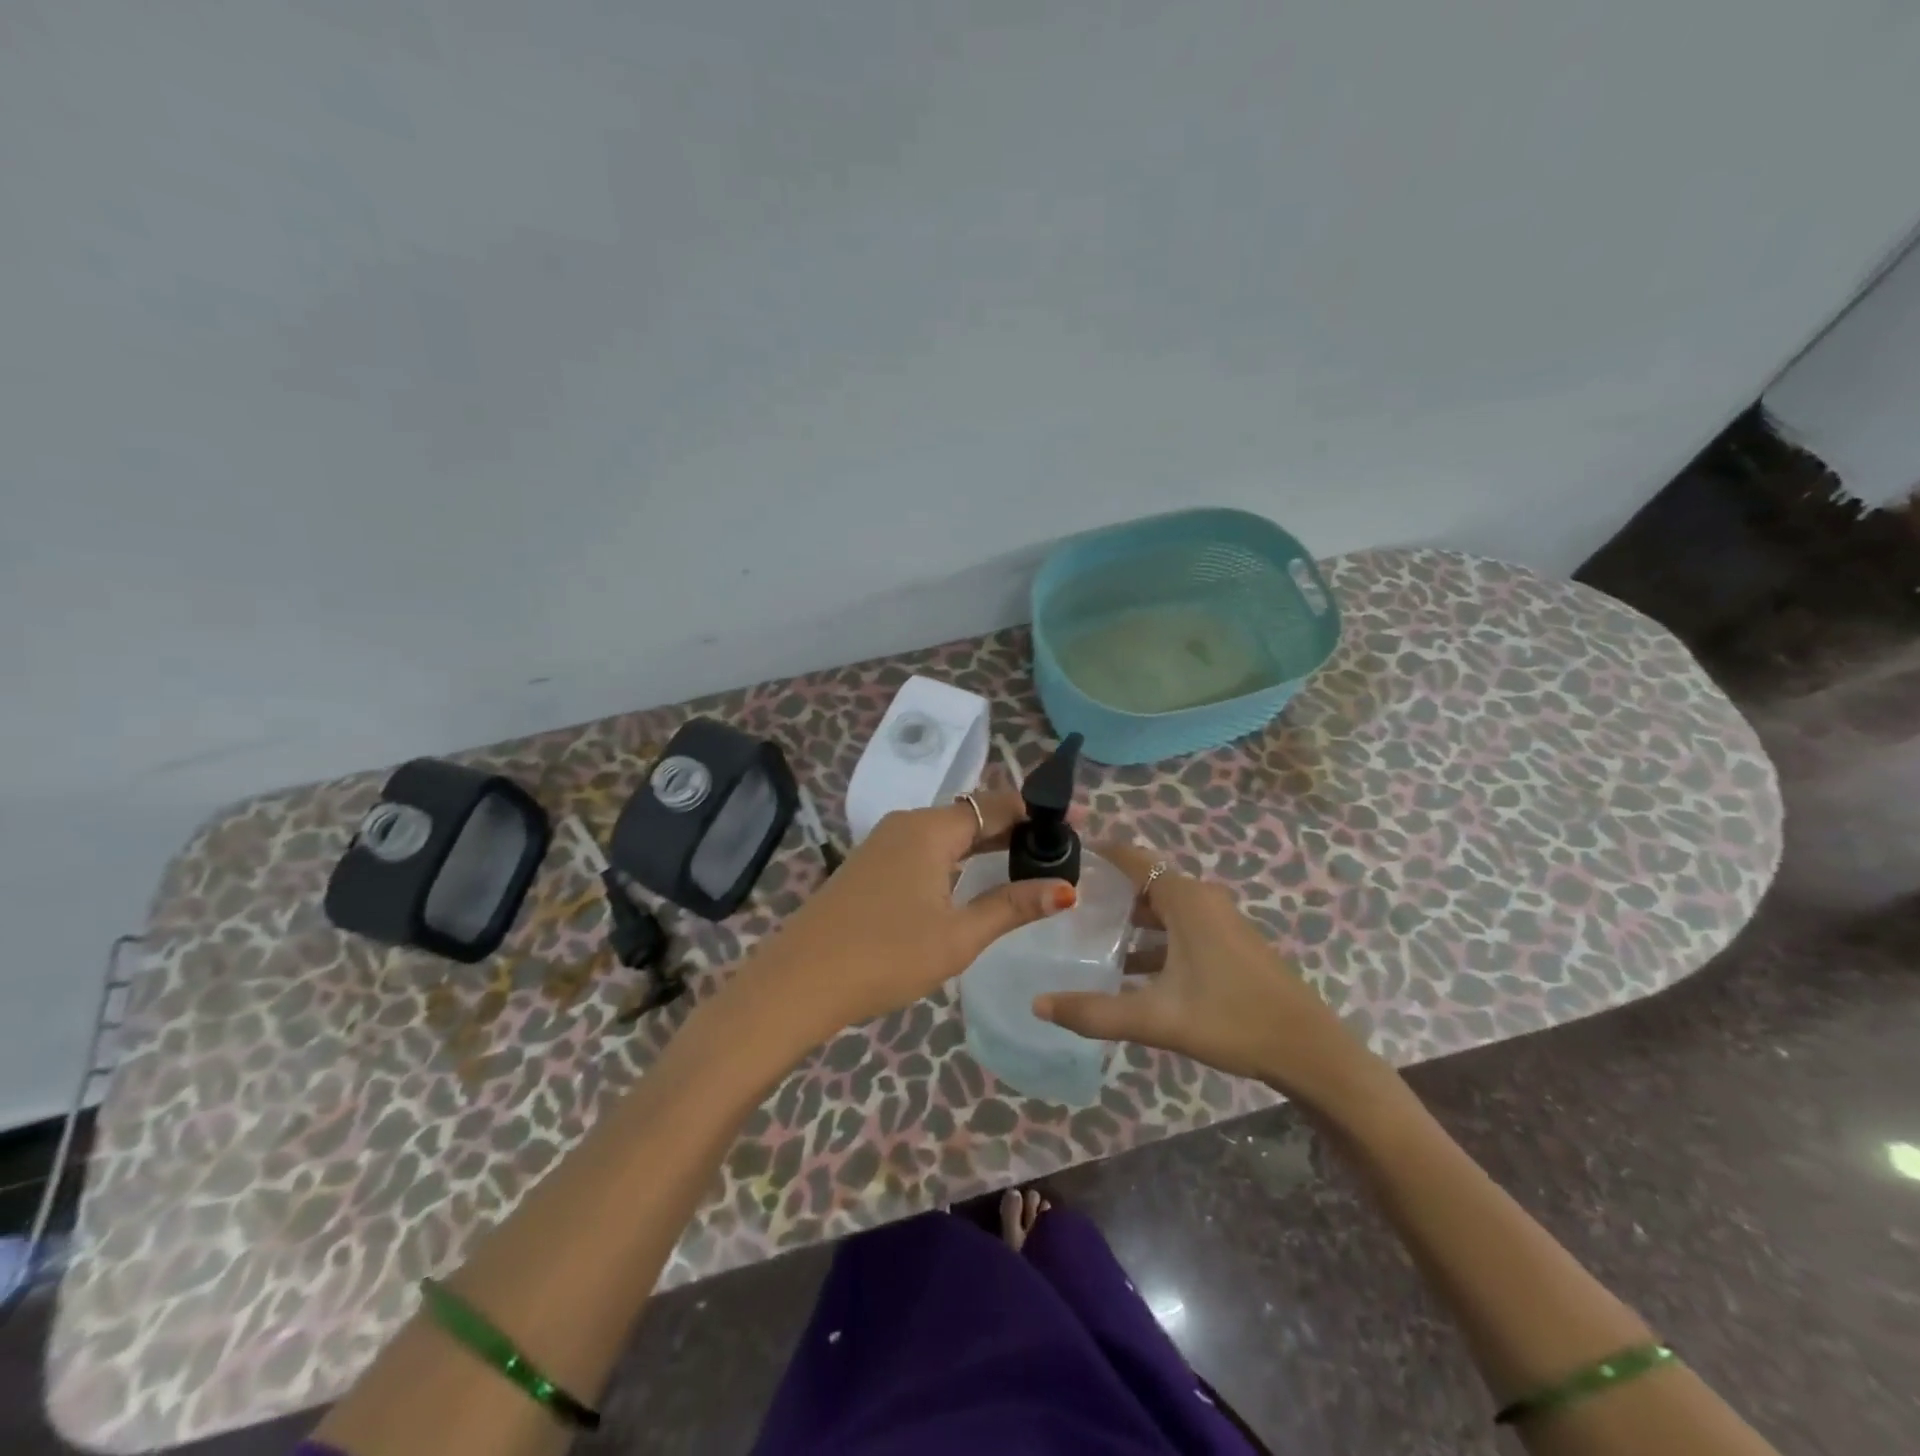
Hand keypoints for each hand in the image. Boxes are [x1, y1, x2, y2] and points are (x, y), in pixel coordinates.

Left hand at [754, 792, 1076, 1036]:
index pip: (996, 805)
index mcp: (929, 829)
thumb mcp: (957, 936)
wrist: (798, 983)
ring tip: (1028, 861)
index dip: (1038, 812)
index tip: (1079, 820)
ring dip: (987, 844)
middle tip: (1060, 847)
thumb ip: (1011, 907)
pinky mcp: (871, 866)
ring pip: (947, 833)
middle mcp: (906, 824)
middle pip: (972, 815)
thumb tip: (1066, 888)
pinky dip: (958, 858)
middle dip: (1016, 827)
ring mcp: (883, 844)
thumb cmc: (885, 956)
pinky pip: (926, 849)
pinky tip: (974, 879)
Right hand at [1033, 843, 1388, 1113]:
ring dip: (1131, 918)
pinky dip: (1154, 937)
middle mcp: (1203, 900)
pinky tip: (1131, 970)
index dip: (1098, 854)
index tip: (1062, 861)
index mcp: (1186, 900)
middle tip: (1066, 905)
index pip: (1133, 858)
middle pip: (1146, 882)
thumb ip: (1094, 1012)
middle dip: (1108, 890)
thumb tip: (1038, 1005)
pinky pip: (1181, 926)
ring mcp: (1221, 922)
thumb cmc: (1231, 1020)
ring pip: (1164, 908)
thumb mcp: (1156, 1019)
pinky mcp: (1231, 944)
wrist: (1310, 1051)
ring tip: (1090, 937)